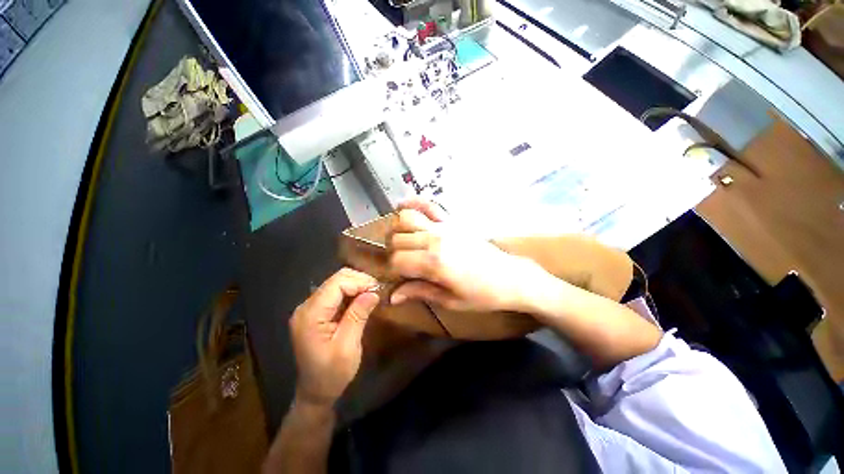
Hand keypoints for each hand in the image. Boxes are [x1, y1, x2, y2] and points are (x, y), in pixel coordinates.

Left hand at [289, 268, 379, 406]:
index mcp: (310, 315)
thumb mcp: (348, 347)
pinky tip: (362, 299)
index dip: (359, 282)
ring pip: (336, 283)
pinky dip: (352, 292)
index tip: (378, 290)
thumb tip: (373, 292)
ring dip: (357, 285)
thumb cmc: (332, 374)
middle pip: (336, 279)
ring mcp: (310, 308)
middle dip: (359, 281)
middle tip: (377, 291)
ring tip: (372, 294)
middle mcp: (306, 307)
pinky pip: (336, 293)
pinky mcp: (316, 312)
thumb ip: (358, 316)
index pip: (336, 283)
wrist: (315, 392)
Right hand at [388, 199, 542, 312]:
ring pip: (406, 218)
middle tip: (403, 263)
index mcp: (434, 262)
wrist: (510, 277)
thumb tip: (392, 297)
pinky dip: (413, 203)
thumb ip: (419, 292)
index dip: (393, 270)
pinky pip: (428, 205)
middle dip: (394, 252)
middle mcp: (435, 239)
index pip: (397, 260)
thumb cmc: (482, 295)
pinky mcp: (452, 221)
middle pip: (398, 239)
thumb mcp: (450, 300)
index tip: (400, 277)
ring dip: (398, 230)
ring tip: (404, 241)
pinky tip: (403, 206)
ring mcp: (444, 226)